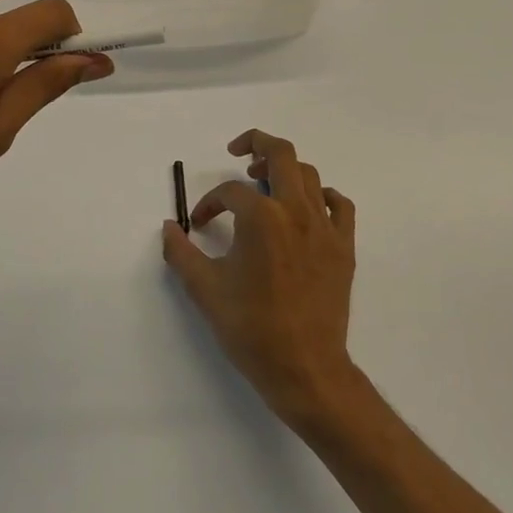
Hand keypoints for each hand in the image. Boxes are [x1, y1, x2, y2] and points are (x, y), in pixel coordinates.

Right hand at [162, 130, 362, 430]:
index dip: (209, 204)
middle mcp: (295, 210)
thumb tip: (168, 227)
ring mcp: (324, 226)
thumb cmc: (251, 329)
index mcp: (261, 217)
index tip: (198, 224)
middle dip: (256, 143)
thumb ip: (181, 253)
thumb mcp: (205, 290)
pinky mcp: (344, 246)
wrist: (305, 369)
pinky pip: (339, 205)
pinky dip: (323, 196)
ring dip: (284, 169)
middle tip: (238, 152)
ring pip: (309, 174)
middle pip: (280, 153)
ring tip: (266, 182)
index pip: (230, 192)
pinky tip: (308, 207)